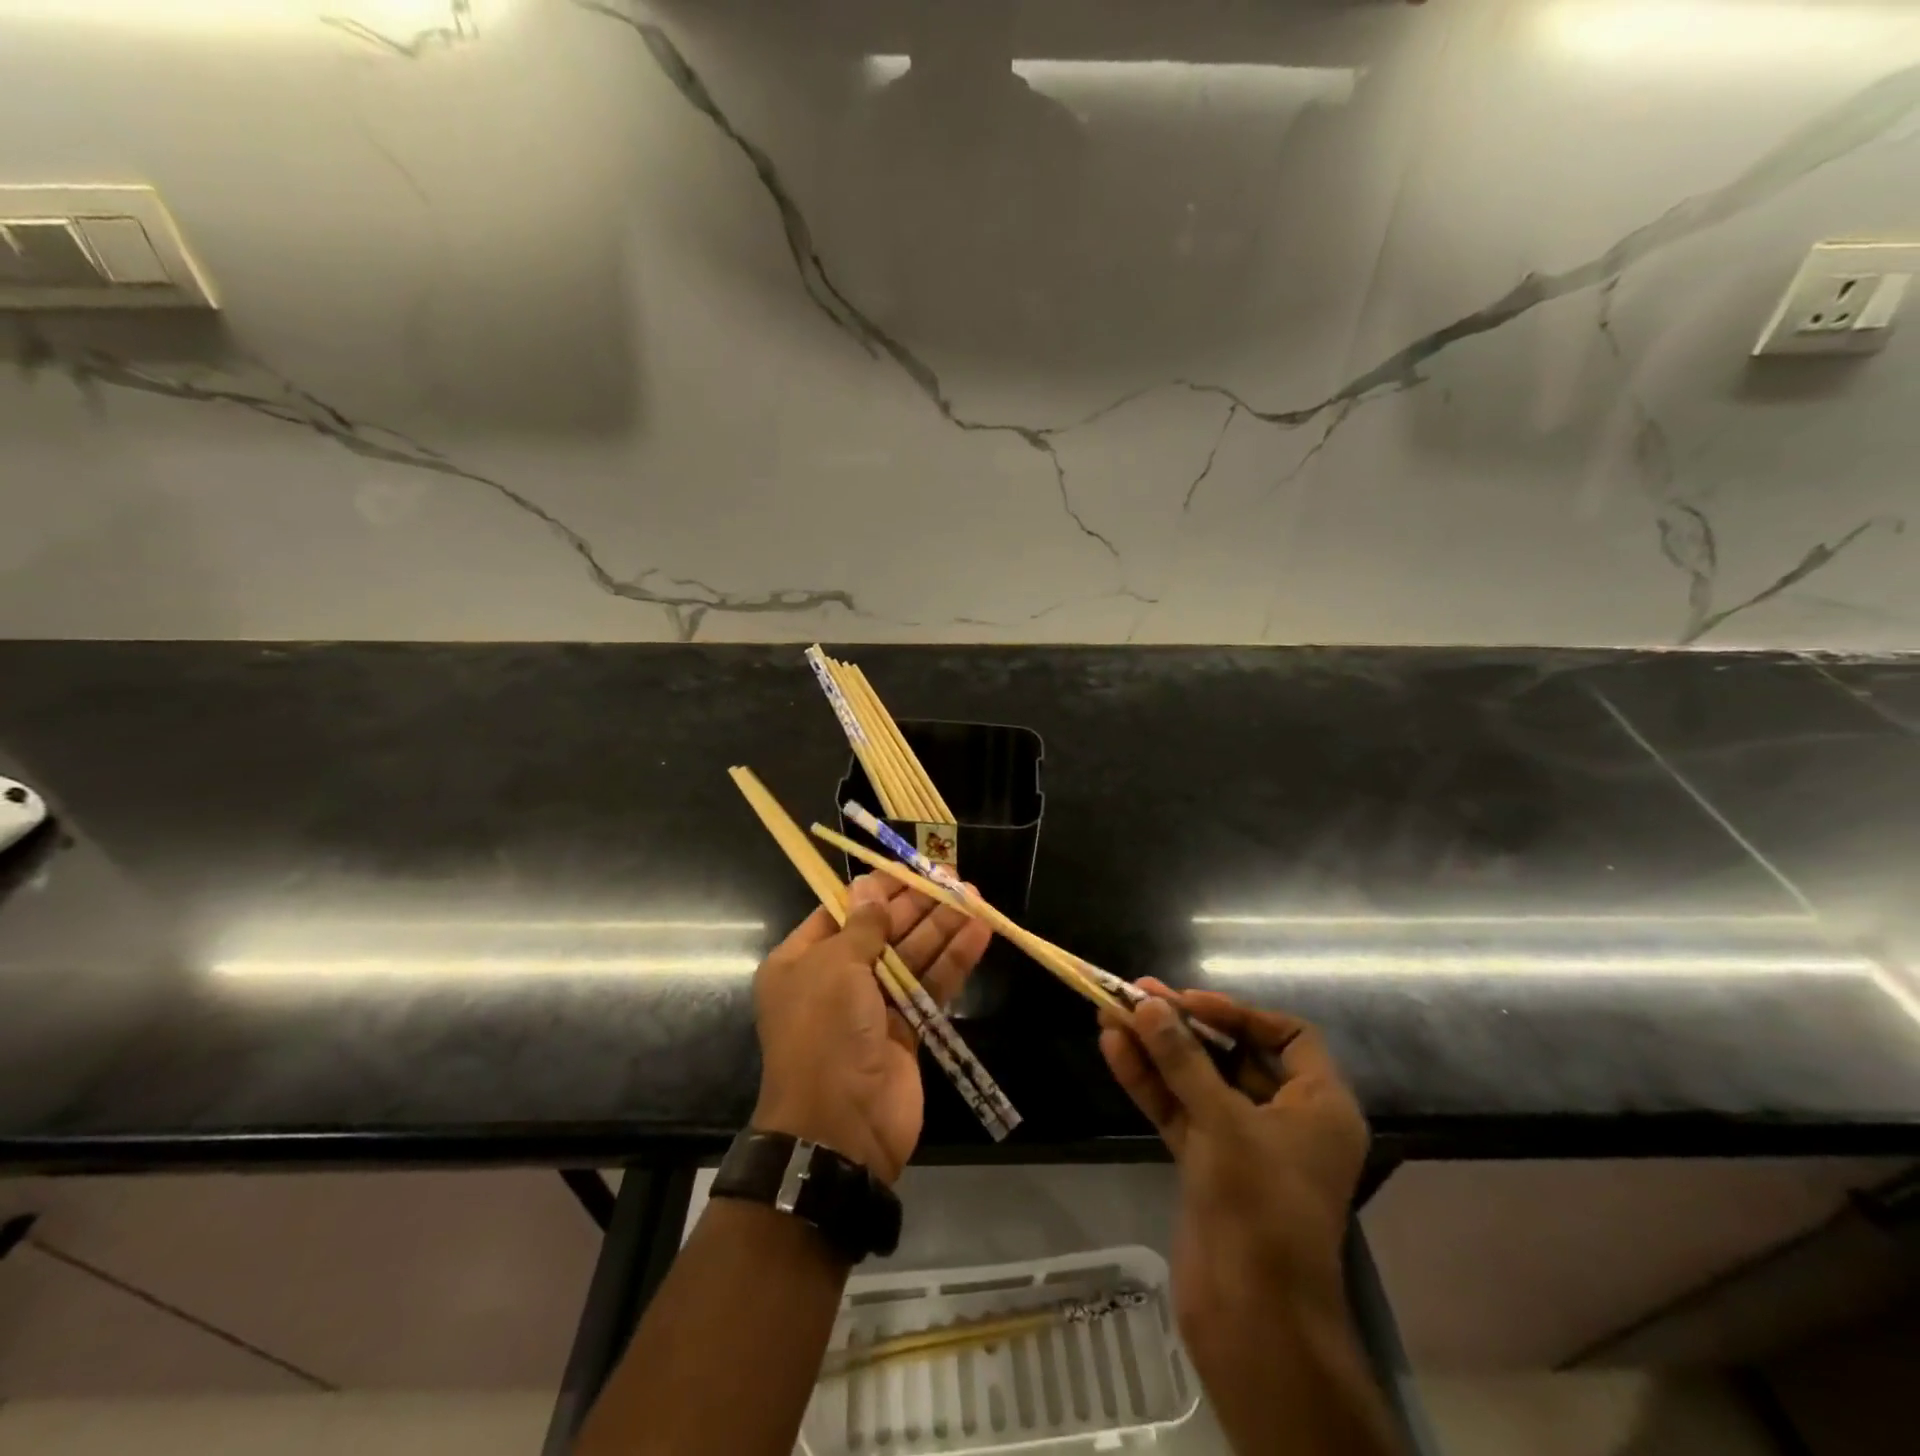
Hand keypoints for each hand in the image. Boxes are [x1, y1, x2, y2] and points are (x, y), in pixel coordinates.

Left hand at [752, 874, 991, 1185]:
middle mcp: (834, 981)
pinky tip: (979, 932)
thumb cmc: (825, 1032)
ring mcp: (871, 1007)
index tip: (909, 868)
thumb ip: (863, 926)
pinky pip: (930, 987)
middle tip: (952, 877)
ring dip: (942, 927)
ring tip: (974, 896)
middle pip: (881, 932)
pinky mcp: (906, 1031)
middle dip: (916, 905)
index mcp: (801, 962)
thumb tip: (870, 886)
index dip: (876, 890)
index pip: (841, 913)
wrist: (840, 1127)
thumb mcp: (835, 967)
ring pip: (911, 957)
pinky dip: (953, 960)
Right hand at [1100, 983, 1397, 1455]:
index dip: (1239, 1013)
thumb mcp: (1223, 1121)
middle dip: (1184, 1026)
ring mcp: (1243, 1144)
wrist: (1254, 1320)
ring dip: (1156, 1050)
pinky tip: (1114, 1050)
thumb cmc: (1261, 1207)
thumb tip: (1147, 1004)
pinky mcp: (1208, 1166)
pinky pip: (1179, 1111)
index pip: (1288, 1036)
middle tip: (1138, 994)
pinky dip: (1149, 1083)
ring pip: (1197, 1082)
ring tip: (1111, 1011)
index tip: (1189, 1001)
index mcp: (1319, 1106)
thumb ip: (1182, 1059)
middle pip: (1233, 1055)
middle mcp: (1285, 1119)